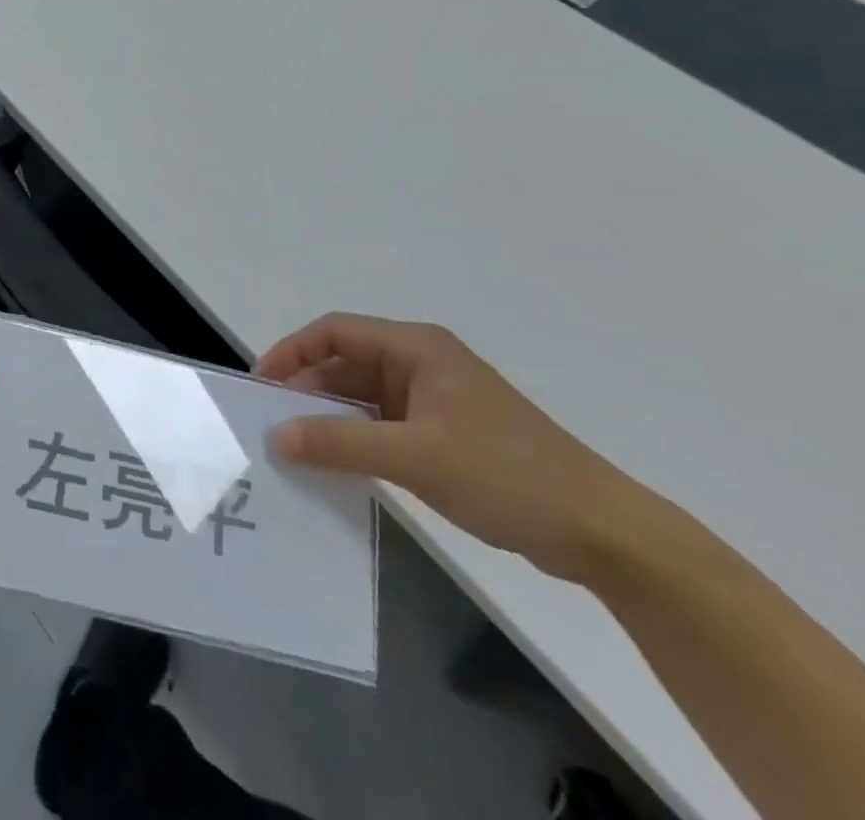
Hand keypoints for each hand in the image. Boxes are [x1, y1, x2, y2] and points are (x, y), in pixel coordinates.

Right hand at [259, 312, 639, 582]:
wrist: (601, 532)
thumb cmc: (505, 474)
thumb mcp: (414, 457)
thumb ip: (340, 444)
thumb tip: (276, 436)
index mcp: (417, 348)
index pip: (336, 331)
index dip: (293, 351)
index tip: (263, 386)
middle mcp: (422, 363)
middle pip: (347, 362)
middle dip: (308, 389)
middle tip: (273, 424)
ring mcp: (436, 399)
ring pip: (364, 395)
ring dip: (331, 416)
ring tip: (296, 448)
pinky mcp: (447, 433)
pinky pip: (384, 424)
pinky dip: (357, 438)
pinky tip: (338, 466)